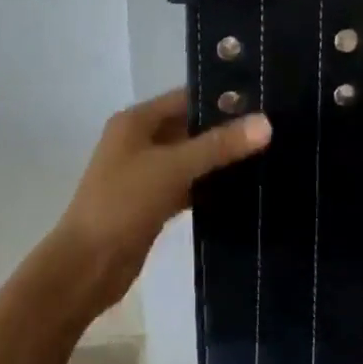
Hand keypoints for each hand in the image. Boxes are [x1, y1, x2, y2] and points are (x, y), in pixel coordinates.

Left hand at [49, 89, 270, 318]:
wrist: (88, 265)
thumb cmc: (123, 204)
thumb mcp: (172, 168)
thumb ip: (218, 145)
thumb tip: (266, 123)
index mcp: (136, 121)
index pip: (185, 98)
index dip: (221, 98)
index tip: (264, 99)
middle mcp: (139, 141)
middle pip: (189, 128)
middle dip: (226, 130)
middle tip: (274, 129)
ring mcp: (145, 173)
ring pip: (191, 159)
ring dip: (221, 160)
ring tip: (269, 155)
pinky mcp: (153, 203)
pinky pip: (188, 186)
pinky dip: (210, 187)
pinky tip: (245, 189)